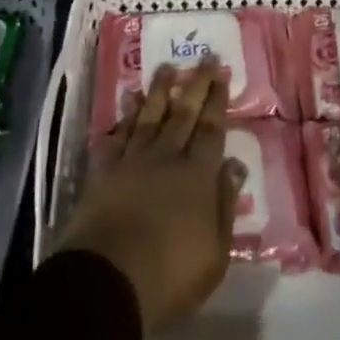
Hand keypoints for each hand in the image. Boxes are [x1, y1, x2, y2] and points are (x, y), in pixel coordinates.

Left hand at [53, 57, 244, 333]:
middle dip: (196, 84)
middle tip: (205, 57)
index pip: (212, 130)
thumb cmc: (169, 277)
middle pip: (184, 113)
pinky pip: (116, 135)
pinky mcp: (104, 171)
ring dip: (159, 90)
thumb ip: (225, 206)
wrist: (108, 282)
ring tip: (166, 67)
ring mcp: (133, 161)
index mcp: (197, 177)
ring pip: (149, 116)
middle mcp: (166, 158)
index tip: (222, 72)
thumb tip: (235, 166)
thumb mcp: (214, 255)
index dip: (217, 100)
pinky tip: (127, 101)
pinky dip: (123, 117)